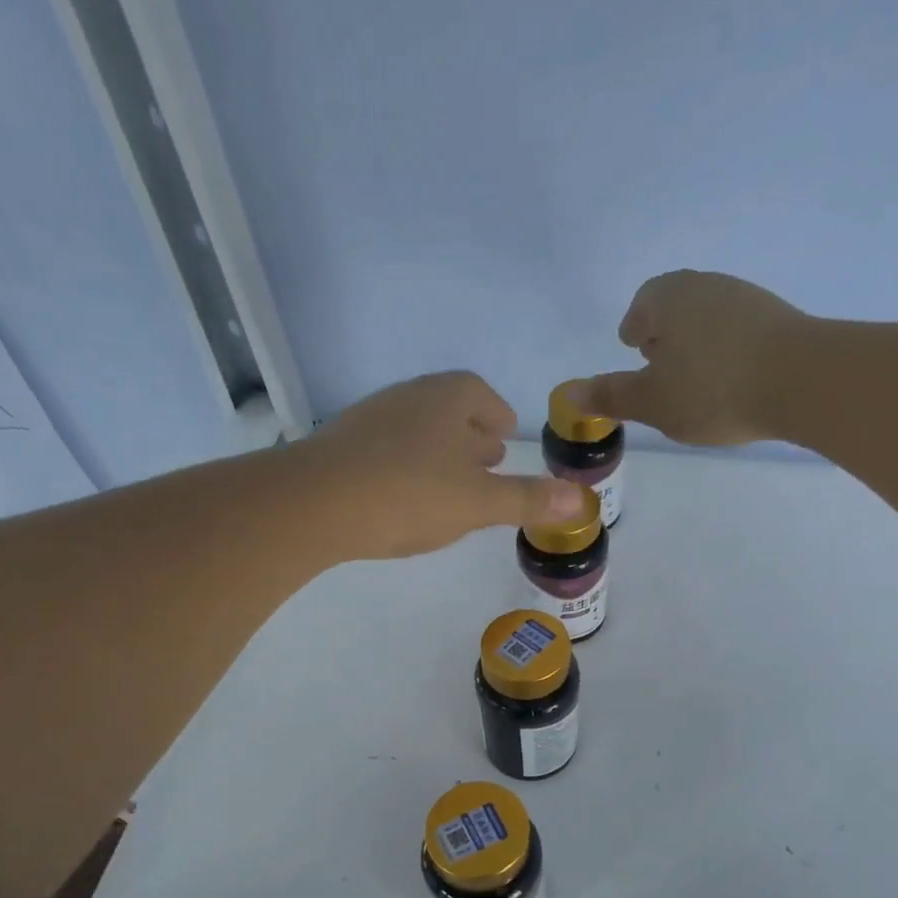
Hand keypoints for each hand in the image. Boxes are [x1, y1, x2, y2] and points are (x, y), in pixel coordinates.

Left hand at [294, 371, 584, 559]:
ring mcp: (370, 420)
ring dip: (438, 451)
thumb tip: (582, 501)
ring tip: (451, 483)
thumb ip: (528, 500)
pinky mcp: (341, 447)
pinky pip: (386, 450)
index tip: (506, 434)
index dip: (496, 412)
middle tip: (487, 460)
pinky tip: (407, 497)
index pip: (477, 393)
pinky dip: (407, 466)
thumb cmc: (410, 494)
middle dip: (470, 433)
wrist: (315, 504)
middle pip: (446, 408)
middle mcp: (408, 398)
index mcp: (446, 399)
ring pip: (415, 429)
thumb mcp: (479, 502)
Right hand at [576, 271, 809, 445]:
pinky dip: (726, 352)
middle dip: (664, 335)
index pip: (642, 306)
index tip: (633, 349)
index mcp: (668, 298)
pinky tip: (731, 382)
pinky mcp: (777, 318)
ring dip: (696, 345)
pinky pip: (738, 332)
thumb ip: (611, 395)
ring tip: (695, 382)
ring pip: (708, 319)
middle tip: (659, 367)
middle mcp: (705, 285)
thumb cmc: (711, 390)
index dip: (634, 329)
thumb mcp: (652, 401)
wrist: (801, 380)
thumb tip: (569, 392)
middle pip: (675, 307)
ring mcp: (746, 298)